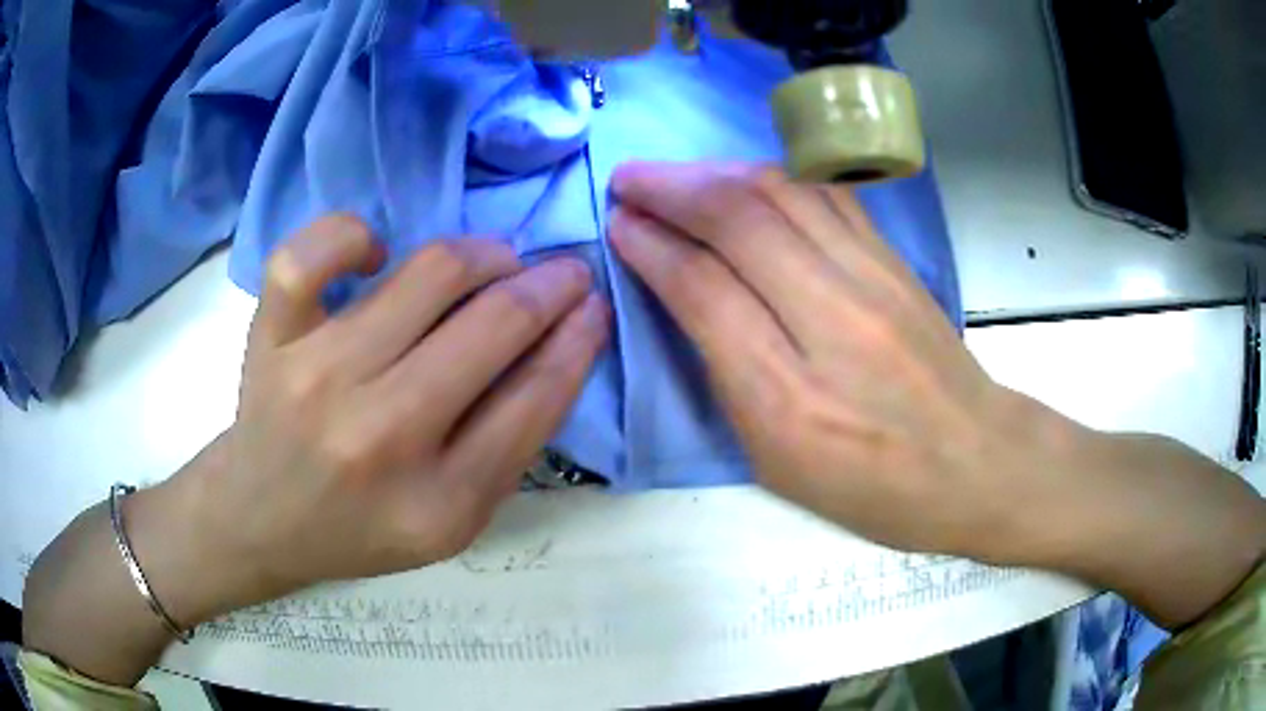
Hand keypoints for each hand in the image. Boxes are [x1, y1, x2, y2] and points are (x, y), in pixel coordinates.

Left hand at [159, 215, 608, 614]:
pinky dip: (351, 234)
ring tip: (495, 262)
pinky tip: (374, 254)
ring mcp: (317, 376)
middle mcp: (380, 436)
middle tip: (562, 273)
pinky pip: (311, 253)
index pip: (536, 398)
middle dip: (550, 285)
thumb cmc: (359, 530)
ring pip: (428, 274)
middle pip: (493, 326)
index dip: (578, 338)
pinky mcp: (271, 338)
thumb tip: (560, 344)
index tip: (593, 305)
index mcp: (438, 503)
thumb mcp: (452, 521)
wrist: (260, 519)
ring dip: (484, 255)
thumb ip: (508, 445)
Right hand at [610, 162, 1265, 628]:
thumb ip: (728, 373)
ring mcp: (874, 278)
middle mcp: (834, 320)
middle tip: (629, 179)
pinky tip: (742, 177)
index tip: (618, 222)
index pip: (705, 288)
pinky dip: (769, 176)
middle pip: (741, 220)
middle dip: (671, 187)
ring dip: (715, 172)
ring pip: (782, 193)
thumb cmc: (874, 487)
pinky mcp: (895, 259)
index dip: (652, 245)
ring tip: (675, 174)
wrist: (976, 462)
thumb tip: (682, 292)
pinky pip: (824, 195)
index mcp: (791, 396)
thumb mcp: (780, 460)